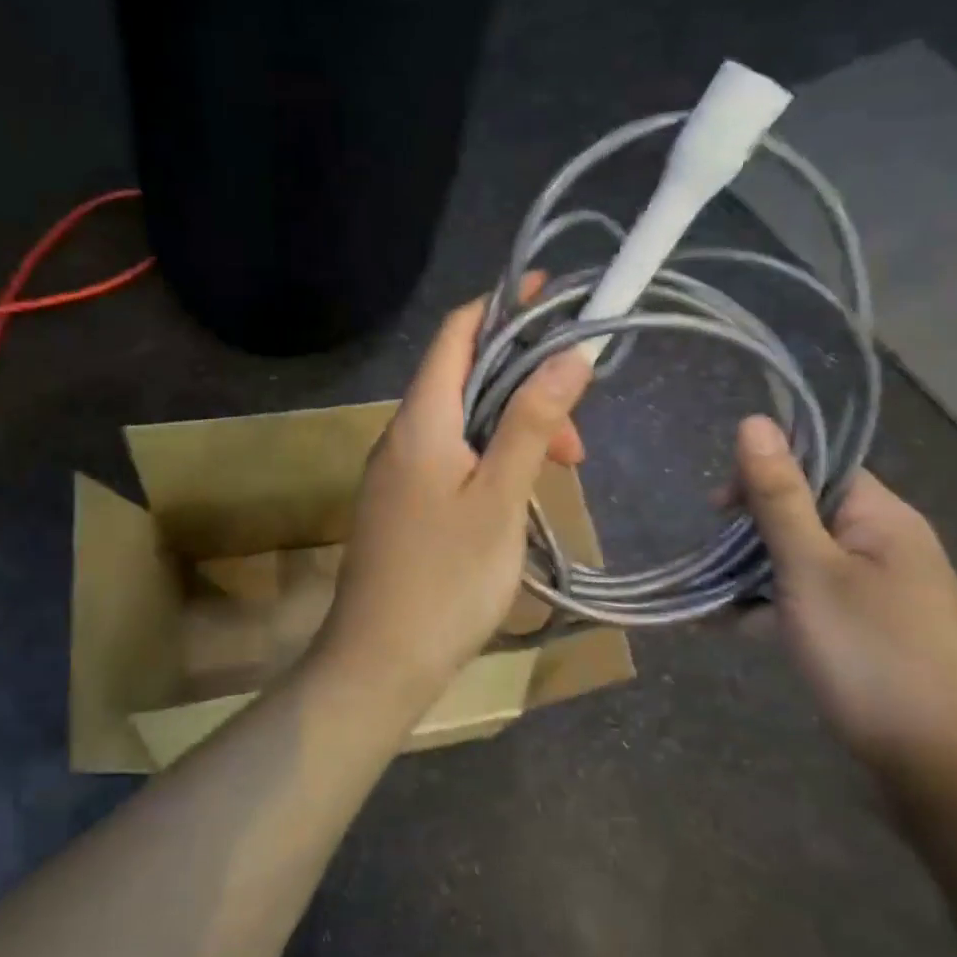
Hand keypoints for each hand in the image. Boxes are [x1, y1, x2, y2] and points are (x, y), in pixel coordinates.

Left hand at [319, 288, 590, 695]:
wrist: (380, 661)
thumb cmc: (447, 580)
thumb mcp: (499, 496)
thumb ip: (531, 422)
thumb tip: (568, 353)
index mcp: (420, 420)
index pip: (457, 334)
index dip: (500, 306)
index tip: (550, 296)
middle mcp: (401, 433)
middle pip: (466, 378)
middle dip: (525, 384)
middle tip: (576, 431)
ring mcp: (398, 470)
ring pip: (464, 421)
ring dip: (515, 427)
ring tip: (563, 469)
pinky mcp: (403, 502)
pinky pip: (452, 455)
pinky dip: (492, 456)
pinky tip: (521, 490)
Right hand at [733, 416, 956, 784]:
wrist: (941, 769)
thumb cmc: (870, 654)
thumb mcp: (809, 569)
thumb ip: (777, 496)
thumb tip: (754, 420)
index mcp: (882, 519)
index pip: (817, 468)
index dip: (764, 477)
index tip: (719, 511)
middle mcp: (887, 546)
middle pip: (806, 513)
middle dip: (753, 532)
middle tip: (714, 562)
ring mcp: (882, 593)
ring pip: (803, 561)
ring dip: (757, 573)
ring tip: (714, 600)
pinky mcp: (871, 632)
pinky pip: (813, 600)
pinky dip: (775, 608)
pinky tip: (735, 627)